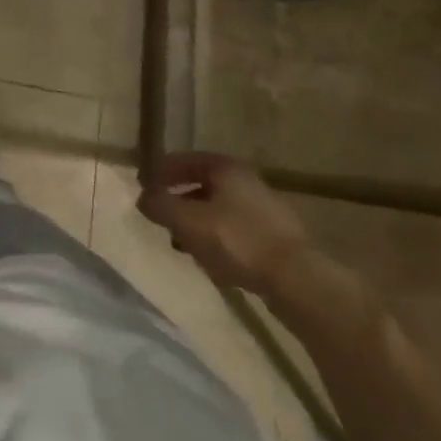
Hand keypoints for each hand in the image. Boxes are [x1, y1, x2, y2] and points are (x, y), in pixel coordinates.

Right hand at [137, 153, 312, 296]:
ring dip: (199, 224)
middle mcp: (246, 180)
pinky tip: (215, 262)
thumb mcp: (188, 222)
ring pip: (220, 210)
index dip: (160, 174)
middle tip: (164, 221)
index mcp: (225, 168)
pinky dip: (220, 240)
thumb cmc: (237, 240)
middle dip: (180, 203)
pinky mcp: (277, 237)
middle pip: (202, 185)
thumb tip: (143, 198)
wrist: (297, 279)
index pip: (182, 160)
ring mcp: (265, 209)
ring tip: (185, 246)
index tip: (145, 191)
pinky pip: (237, 231)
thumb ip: (160, 206)